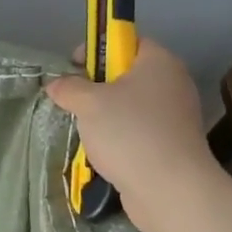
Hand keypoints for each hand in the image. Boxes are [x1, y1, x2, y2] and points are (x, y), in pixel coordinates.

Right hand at [44, 38, 219, 228]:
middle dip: (97, 85)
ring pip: (131, 105)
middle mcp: (172, 84)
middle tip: (74, 99)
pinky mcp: (173, 146)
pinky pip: (139, 131)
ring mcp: (176, 117)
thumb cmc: (130, 132)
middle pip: (128, 73)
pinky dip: (120, 138)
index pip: (127, 40)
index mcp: (159, 62)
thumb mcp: (88, 102)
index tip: (74, 66)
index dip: (98, 48)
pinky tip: (102, 152)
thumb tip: (56, 84)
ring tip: (84, 129)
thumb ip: (68, 87)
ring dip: (106, 115)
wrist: (172, 191)